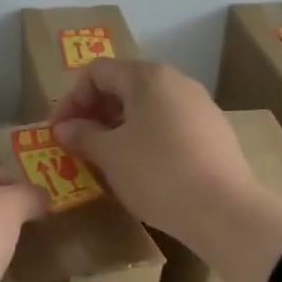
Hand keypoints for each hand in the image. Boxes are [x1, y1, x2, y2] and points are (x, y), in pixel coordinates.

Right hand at [50, 59, 281, 281]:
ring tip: (105, 159)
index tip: (59, 132)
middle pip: (124, 86)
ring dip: (118, 127)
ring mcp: (200, 106)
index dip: (71, 99)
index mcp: (148, 77)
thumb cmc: (157, 174)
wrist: (222, 209)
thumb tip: (65, 127)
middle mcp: (177, 82)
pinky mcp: (214, 132)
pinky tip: (140, 169)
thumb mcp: (110, 155)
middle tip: (78, 145)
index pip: (97, 72)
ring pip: (147, 107)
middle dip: (94, 113)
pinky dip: (145, 138)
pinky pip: (169, 125)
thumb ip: (83, 135)